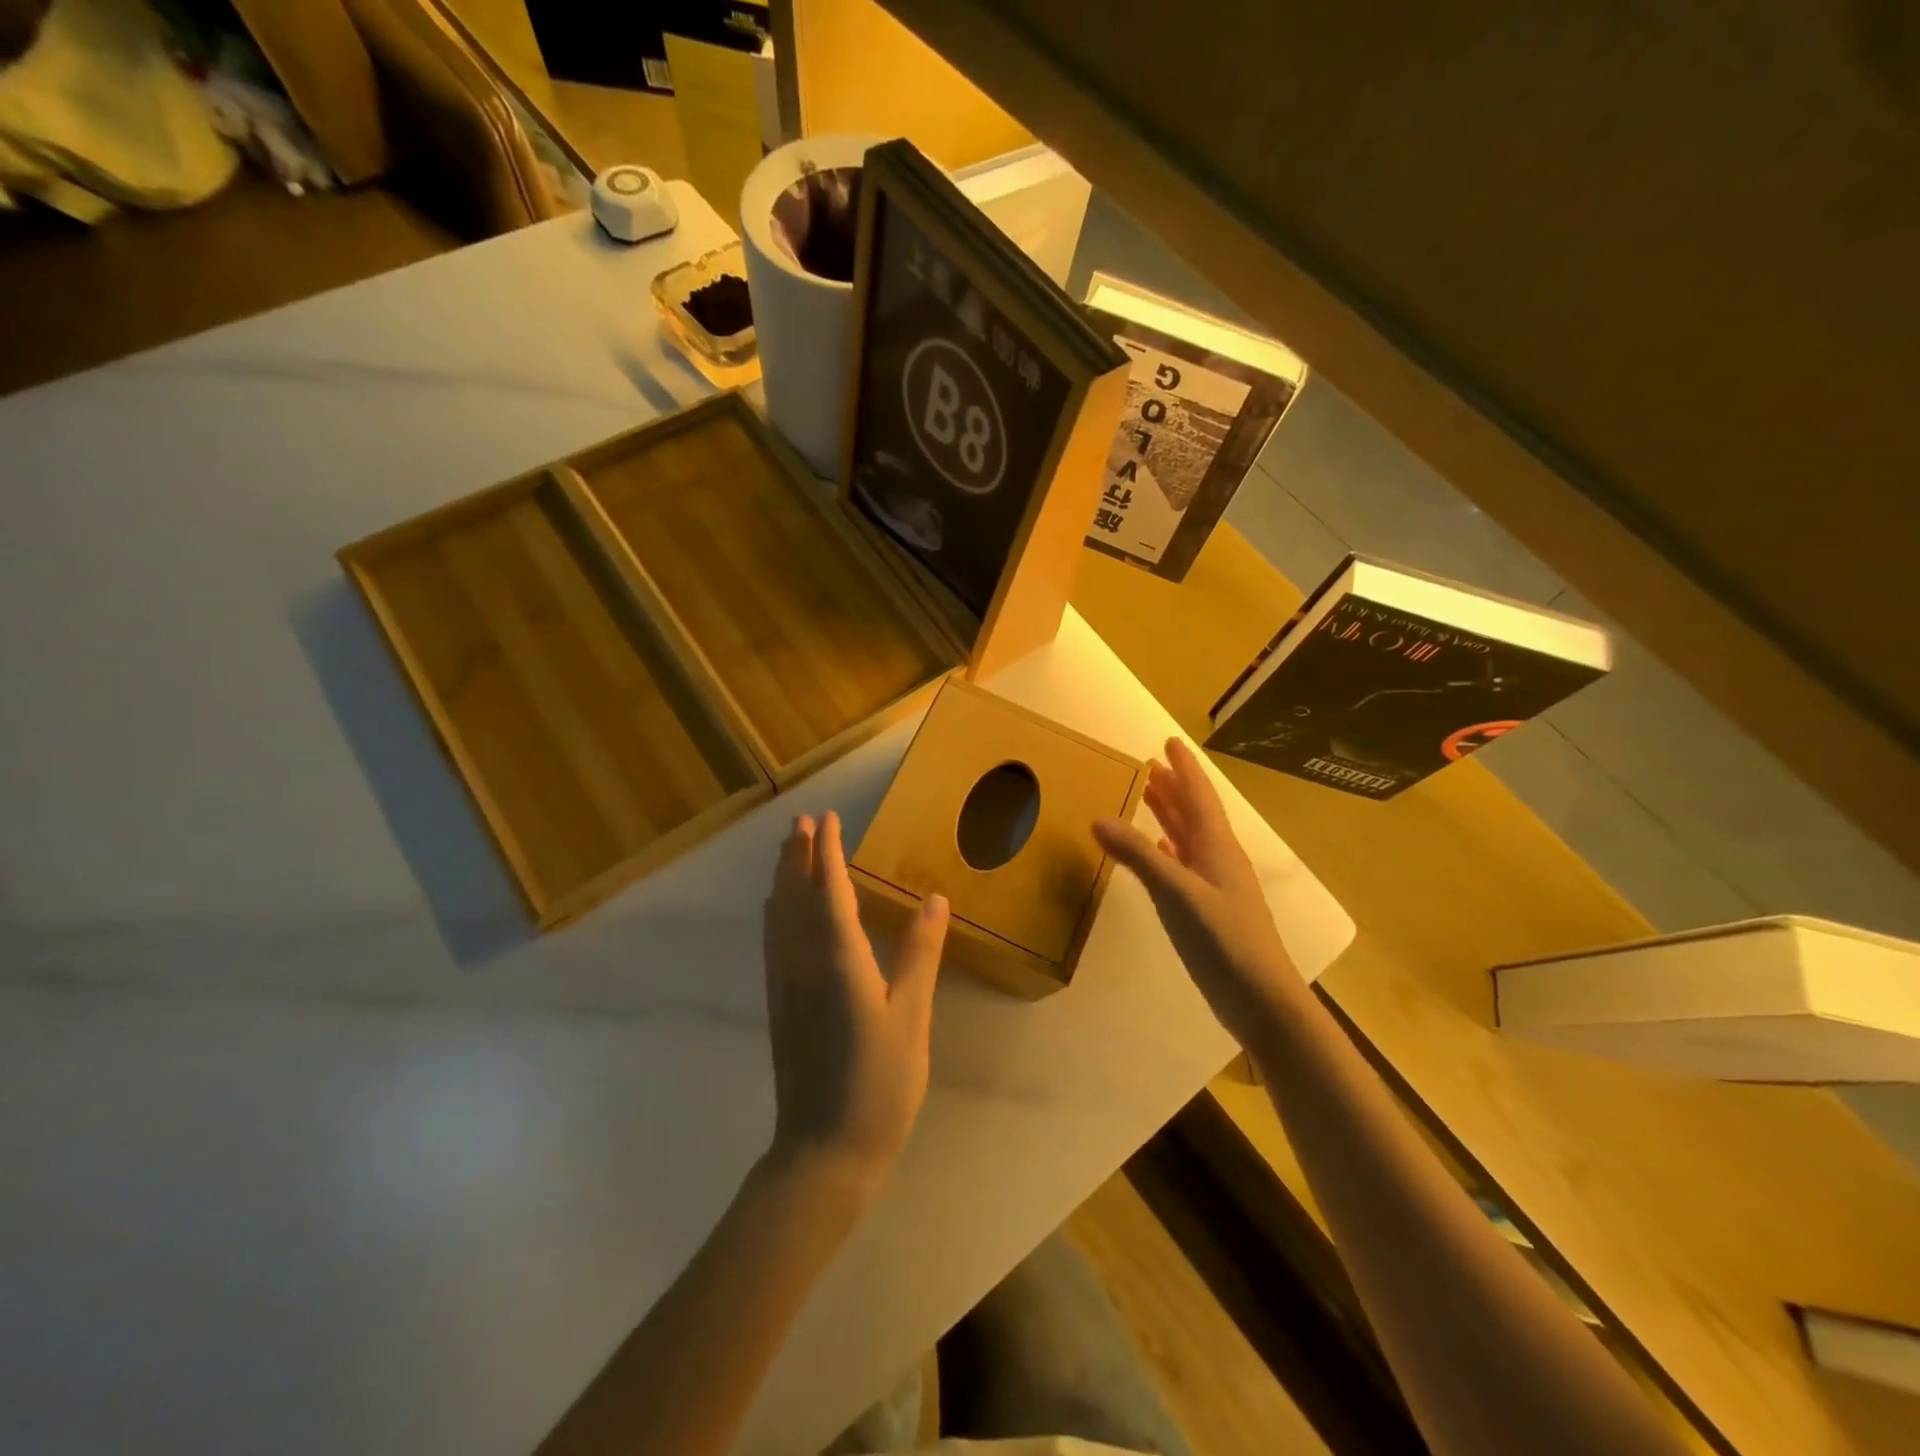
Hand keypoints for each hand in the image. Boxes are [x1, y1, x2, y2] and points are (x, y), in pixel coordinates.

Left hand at [762, 811, 949, 1182]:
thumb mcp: (911, 1016)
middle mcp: (802, 962)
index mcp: (838, 958)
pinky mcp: (779, 1005)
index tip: (828, 818)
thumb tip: (934, 899)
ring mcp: (785, 984)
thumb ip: (919, 954)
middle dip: (798, 855)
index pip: (829, 889)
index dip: (828, 851)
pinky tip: (778, 912)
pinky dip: (776, 912)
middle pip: (795, 895)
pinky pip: (773, 940)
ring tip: (789, 851)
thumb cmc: (878, 1083)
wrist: (824, 1151)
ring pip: (778, 916)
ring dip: (783, 878)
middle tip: (801, 822)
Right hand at [1093, 738, 1303, 1056]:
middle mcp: (1218, 859)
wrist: (1260, 999)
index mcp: (1216, 846)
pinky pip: (1184, 865)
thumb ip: (1138, 856)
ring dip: (1169, 816)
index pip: (1199, 795)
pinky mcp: (1208, 910)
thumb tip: (1098, 818)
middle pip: (1193, 813)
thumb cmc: (1223, 940)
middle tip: (1148, 766)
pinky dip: (1168, 850)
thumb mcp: (1176, 893)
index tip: (1168, 741)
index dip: (1184, 768)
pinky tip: (1158, 852)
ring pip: (1189, 838)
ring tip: (1146, 798)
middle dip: (1172, 787)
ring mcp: (1215, 886)